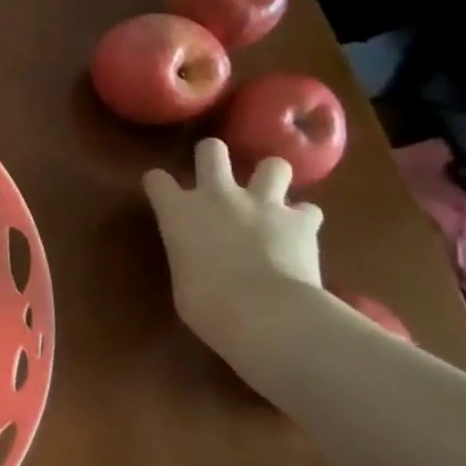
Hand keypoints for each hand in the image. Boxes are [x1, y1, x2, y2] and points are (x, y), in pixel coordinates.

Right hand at [143, 138, 323, 357]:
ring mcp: (262, 204)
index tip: (163, 195)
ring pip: (272, 165)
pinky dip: (304, 219)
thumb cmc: (208, 306)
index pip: (157, 179)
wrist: (266, 315)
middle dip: (213, 157)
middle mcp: (217, 196)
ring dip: (271, 179)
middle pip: (211, 150)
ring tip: (271, 198)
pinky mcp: (301, 221)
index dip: (160, 185)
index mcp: (178, 211)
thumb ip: (188, 260)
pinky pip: (308, 210)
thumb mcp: (182, 283)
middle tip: (217, 178)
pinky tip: (301, 233)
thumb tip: (199, 264)